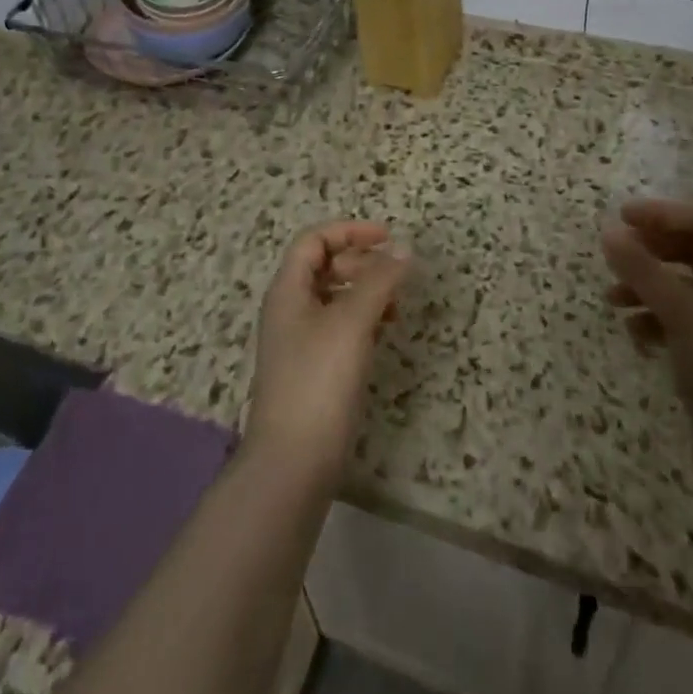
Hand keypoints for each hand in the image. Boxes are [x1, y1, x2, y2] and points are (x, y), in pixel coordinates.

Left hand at [246, 220, 409, 486]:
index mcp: (288, 290)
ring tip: (395, 306)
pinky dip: (363, 320)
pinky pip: (339, 327)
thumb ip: (379, 281)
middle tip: (394, 275)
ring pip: (334, 297)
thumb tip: (404, 250)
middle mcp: (289, 309)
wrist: (293, 462)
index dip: (350, 231)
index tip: (388, 238)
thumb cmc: (318, 380)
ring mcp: (300, 341)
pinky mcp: (313, 369)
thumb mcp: (351, 322)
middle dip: (361, 262)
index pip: (314, 240)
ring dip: (365, 291)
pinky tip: (384, 332)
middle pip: (324, 265)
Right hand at [603, 198, 692, 491]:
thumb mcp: (683, 313)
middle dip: (649, 252)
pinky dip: (655, 323)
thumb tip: (608, 232)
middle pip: (690, 253)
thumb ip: (642, 270)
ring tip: (612, 301)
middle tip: (614, 257)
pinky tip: (637, 338)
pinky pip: (679, 325)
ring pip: (681, 290)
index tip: (619, 219)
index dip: (659, 214)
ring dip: (645, 288)